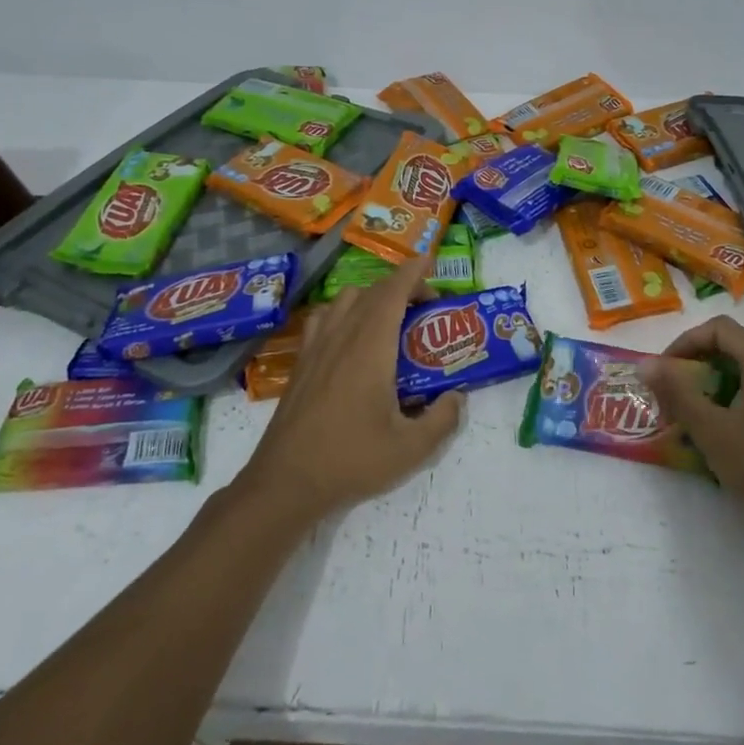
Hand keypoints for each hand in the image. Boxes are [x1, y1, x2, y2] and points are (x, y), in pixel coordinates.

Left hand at [236, 256, 461, 524]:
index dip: (413, 271)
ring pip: (344, 300)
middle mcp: (342, 337)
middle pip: (371, 291)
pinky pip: (323, 319)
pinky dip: (342, 313)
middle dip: (401, 287)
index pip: (393, 292)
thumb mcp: (411, 449)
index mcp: (370, 348)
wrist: (286, 483)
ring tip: (389, 320)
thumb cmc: (351, 460)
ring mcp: (316, 348)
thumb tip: (457, 397)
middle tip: (425, 307)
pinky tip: (350, 339)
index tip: (431, 261)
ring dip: (371, 297)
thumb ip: (443, 419)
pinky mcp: (301, 364)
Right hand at [644, 316, 743, 553]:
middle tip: (671, 398)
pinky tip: (723, 434)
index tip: (663, 373)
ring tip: (691, 418)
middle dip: (696, 367)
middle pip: (733, 348)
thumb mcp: (711, 430)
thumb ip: (677, 392)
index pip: (719, 329)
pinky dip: (735, 401)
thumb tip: (646, 364)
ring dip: (713, 386)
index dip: (685, 343)